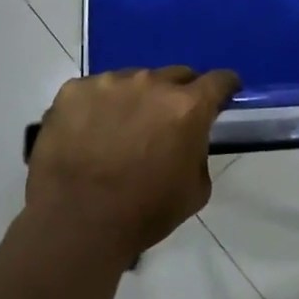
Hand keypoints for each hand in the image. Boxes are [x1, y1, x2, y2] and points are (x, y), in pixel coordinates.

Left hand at [26, 66, 238, 261]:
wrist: (75, 223)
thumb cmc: (143, 213)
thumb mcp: (195, 190)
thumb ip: (198, 151)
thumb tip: (189, 138)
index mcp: (186, 106)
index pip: (219, 80)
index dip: (224, 87)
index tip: (223, 95)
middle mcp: (151, 83)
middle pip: (176, 75)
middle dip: (179, 94)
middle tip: (167, 121)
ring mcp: (108, 82)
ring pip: (133, 81)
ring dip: (136, 99)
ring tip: (121, 130)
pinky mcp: (74, 90)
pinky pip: (95, 91)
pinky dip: (98, 106)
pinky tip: (88, 133)